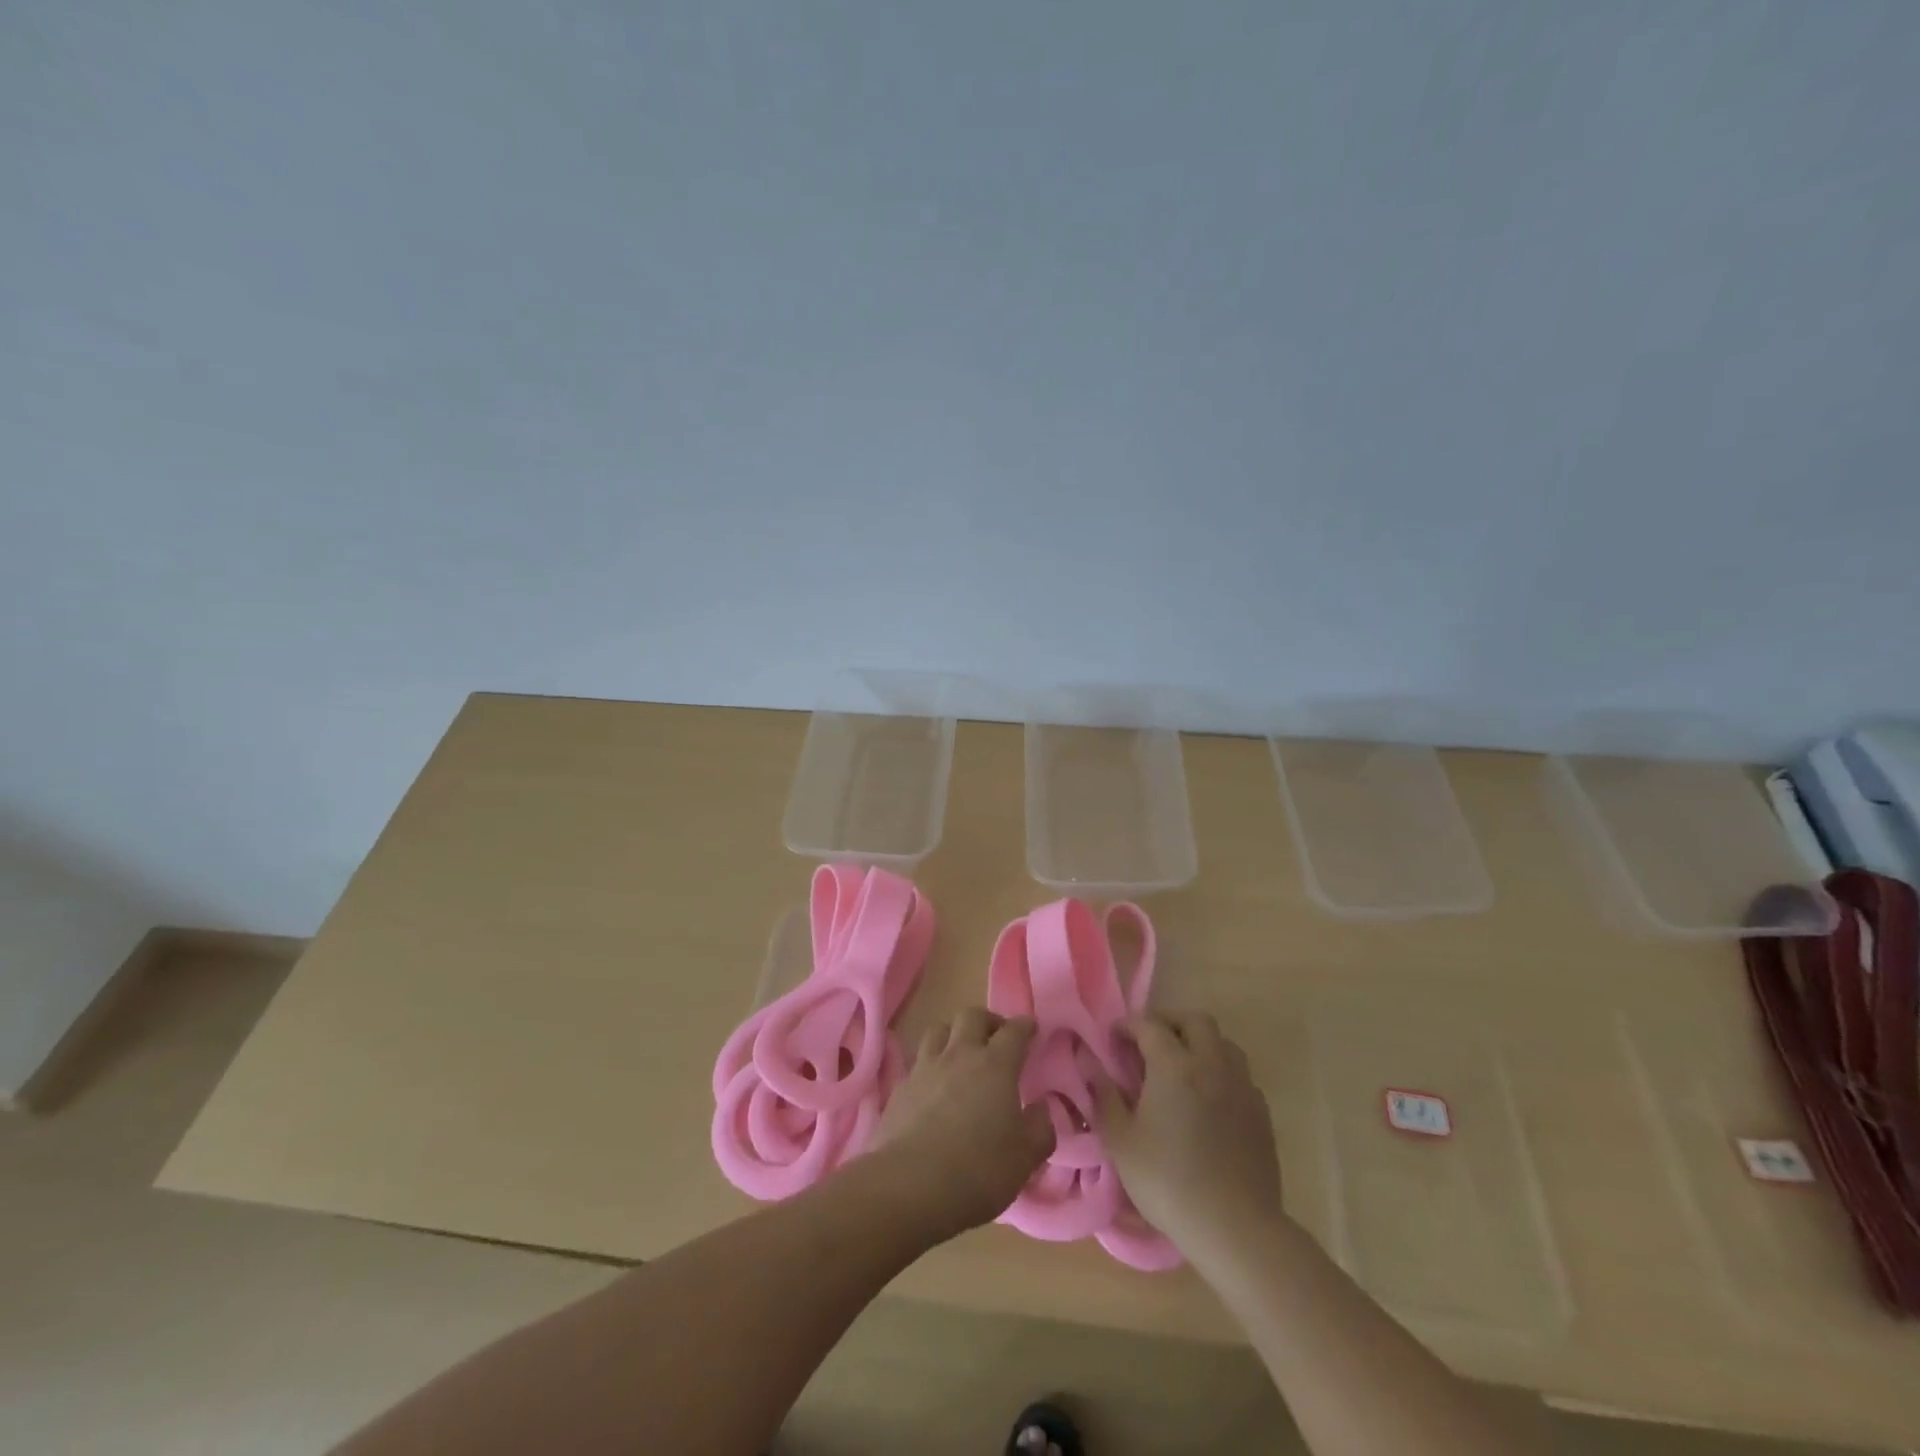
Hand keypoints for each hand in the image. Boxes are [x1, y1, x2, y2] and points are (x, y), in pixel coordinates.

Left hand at [872, 1009, 1054, 1237]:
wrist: (910, 1185)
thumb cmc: (979, 1170)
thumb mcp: (1025, 1158)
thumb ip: (1040, 1129)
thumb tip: (1040, 1108)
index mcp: (995, 1066)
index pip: (1014, 1032)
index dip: (1024, 1026)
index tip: (1031, 1027)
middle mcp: (960, 1055)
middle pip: (972, 1016)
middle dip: (988, 1020)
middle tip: (996, 1036)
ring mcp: (926, 1068)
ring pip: (939, 1029)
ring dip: (954, 1034)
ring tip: (961, 1052)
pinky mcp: (900, 1087)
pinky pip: (918, 1061)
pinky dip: (930, 1065)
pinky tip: (933, 1086)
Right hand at [1095, 1011, 1284, 1264]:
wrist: (1236, 1228)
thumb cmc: (1169, 1182)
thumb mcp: (1121, 1142)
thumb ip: (1104, 1097)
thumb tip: (1091, 1065)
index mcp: (1175, 1065)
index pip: (1149, 1025)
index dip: (1128, 1025)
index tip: (1113, 1037)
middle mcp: (1211, 1064)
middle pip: (1195, 1020)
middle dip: (1168, 1021)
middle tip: (1148, 1041)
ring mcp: (1242, 1087)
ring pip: (1224, 1043)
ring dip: (1200, 1042)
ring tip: (1181, 1064)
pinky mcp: (1261, 1113)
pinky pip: (1240, 1075)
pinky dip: (1221, 1072)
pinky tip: (1209, 1098)